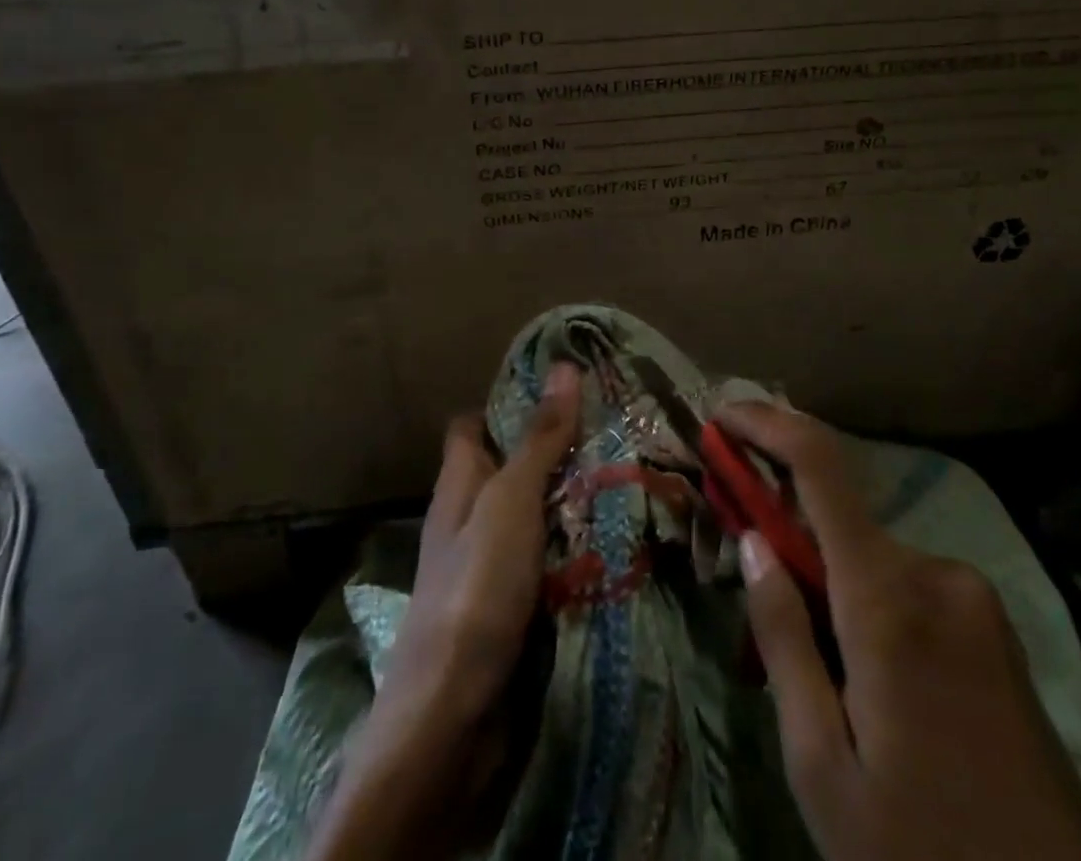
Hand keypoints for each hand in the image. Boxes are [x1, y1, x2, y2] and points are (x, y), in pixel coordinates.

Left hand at [307, 364, 579, 860]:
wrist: (451, 714)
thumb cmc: (475, 588)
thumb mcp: (510, 501)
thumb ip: (538, 439)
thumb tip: (564, 366)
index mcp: (459, 482)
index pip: (474, 424)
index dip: (509, 402)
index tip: (563, 389)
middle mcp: (470, 516)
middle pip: (510, 466)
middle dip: (556, 450)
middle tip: (615, 430)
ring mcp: (489, 563)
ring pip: (534, 513)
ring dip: (572, 499)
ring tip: (629, 474)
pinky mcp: (510, 604)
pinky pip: (546, 558)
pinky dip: (574, 545)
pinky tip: (614, 538)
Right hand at [718, 403, 1080, 860]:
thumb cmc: (921, 851)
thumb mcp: (821, 765)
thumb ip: (782, 638)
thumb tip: (753, 540)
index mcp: (888, 597)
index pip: (819, 465)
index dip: (766, 424)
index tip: (721, 413)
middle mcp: (935, 572)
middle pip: (838, 517)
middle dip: (786, 534)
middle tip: (753, 602)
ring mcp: (973, 595)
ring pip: (871, 557)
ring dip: (828, 582)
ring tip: (815, 676)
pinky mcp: (993, 623)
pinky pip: (908, 584)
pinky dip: (867, 601)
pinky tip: (866, 682)